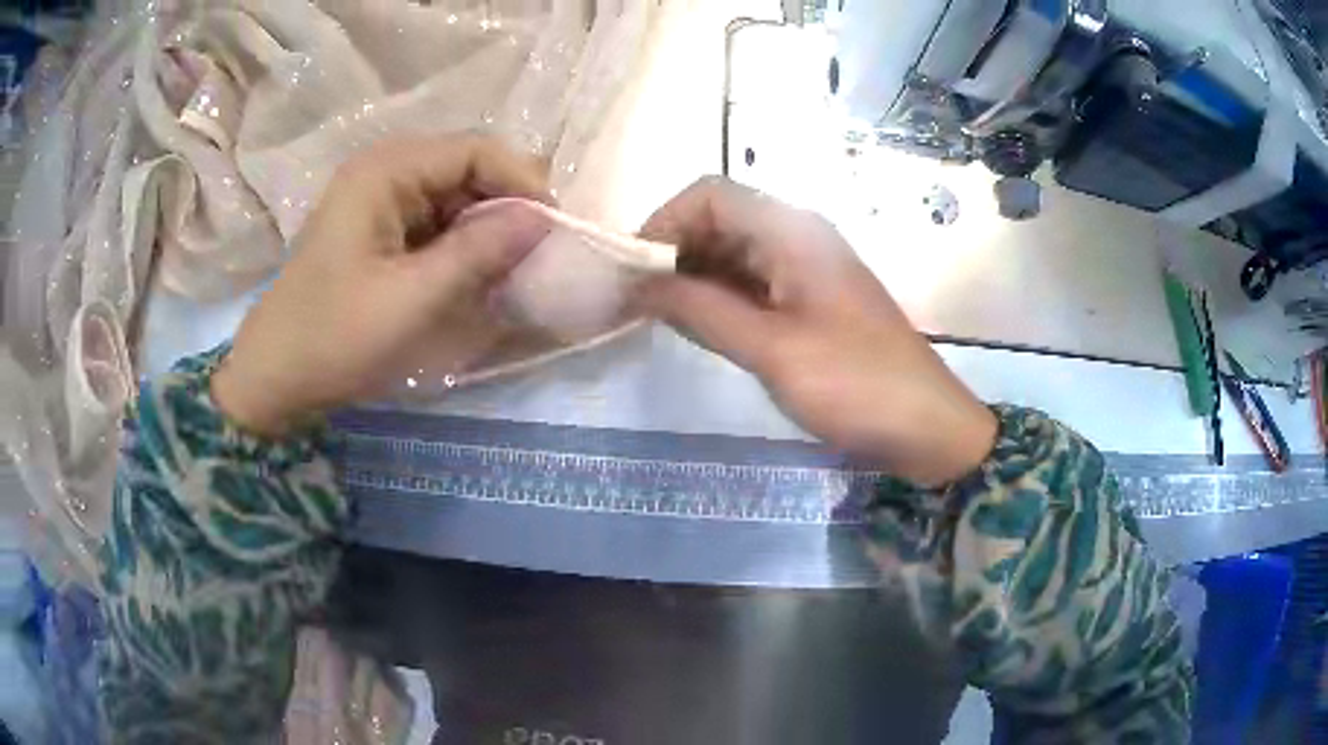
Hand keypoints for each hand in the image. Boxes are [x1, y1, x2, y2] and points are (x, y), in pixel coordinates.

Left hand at [211, 135, 553, 436]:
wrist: (276, 375)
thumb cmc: (335, 337)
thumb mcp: (412, 299)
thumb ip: (479, 253)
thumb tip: (544, 219)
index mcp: (386, 171)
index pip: (475, 150)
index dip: (521, 181)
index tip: (554, 229)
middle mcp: (386, 171)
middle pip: (468, 167)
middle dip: (507, 205)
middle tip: (538, 253)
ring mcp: (381, 199)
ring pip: (457, 196)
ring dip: (488, 228)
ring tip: (514, 267)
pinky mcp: (381, 228)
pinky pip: (438, 221)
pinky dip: (464, 244)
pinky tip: (477, 274)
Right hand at [638, 178, 996, 486]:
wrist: (926, 426)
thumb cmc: (854, 385)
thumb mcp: (772, 350)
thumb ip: (701, 311)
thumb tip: (638, 284)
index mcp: (792, 232)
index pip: (709, 195)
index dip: (663, 223)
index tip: (632, 272)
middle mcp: (796, 237)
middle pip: (719, 220)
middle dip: (673, 252)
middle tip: (637, 301)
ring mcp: (805, 269)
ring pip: (733, 253)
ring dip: (693, 277)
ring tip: (659, 318)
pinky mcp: (810, 300)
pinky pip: (752, 283)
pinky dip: (719, 298)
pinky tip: (699, 327)